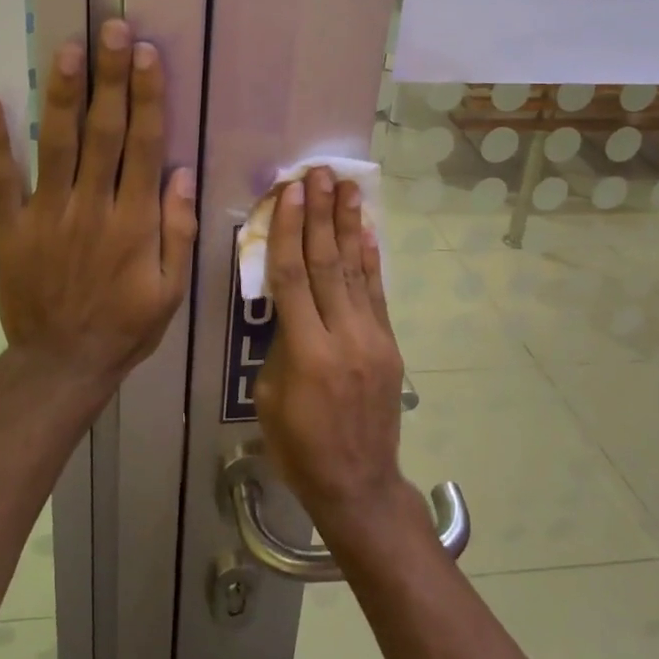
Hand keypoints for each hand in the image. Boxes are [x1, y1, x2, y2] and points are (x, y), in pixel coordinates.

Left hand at [0, 20, 196, 390]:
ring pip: (56, 146)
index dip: (146, 97)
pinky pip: (0, 181)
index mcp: (133, 222)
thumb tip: (183, 172)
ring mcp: (46, 216)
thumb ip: (179, 230)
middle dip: (110, 77)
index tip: (146, 54)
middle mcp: (91, 208)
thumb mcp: (172, 290)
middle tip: (111, 29)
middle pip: (103, 132)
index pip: (143, 146)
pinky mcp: (11, 229)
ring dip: (63, 95)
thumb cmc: (125, 327)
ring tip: (68, 48)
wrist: (61, 366)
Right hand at [254, 167, 411, 537]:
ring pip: (356, 271)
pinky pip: (377, 294)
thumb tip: (289, 305)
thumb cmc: (299, 446)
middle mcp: (344, 336)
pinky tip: (367, 232)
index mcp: (307, 352)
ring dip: (350, 226)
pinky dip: (371, 260)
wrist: (359, 484)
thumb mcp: (269, 397)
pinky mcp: (389, 345)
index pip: (294, 276)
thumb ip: (280, 343)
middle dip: (323, 214)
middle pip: (328, 263)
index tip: (291, 192)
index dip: (290, 230)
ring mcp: (373, 339)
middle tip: (321, 173)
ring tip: (348, 187)